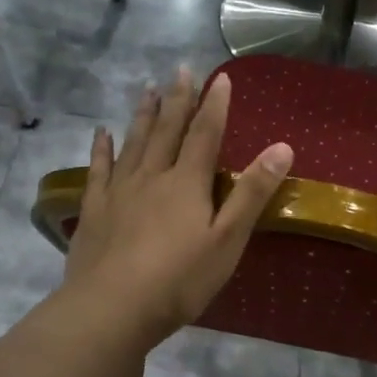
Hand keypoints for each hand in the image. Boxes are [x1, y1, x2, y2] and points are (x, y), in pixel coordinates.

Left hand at [63, 68, 292, 345]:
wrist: (112, 307)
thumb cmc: (179, 279)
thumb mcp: (227, 240)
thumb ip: (251, 194)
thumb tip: (281, 147)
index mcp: (187, 183)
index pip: (205, 134)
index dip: (214, 106)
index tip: (219, 78)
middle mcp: (152, 176)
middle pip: (167, 131)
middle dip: (178, 100)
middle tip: (181, 70)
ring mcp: (119, 191)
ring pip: (133, 142)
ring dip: (143, 114)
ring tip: (148, 89)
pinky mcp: (95, 210)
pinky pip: (98, 169)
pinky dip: (101, 148)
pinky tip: (101, 133)